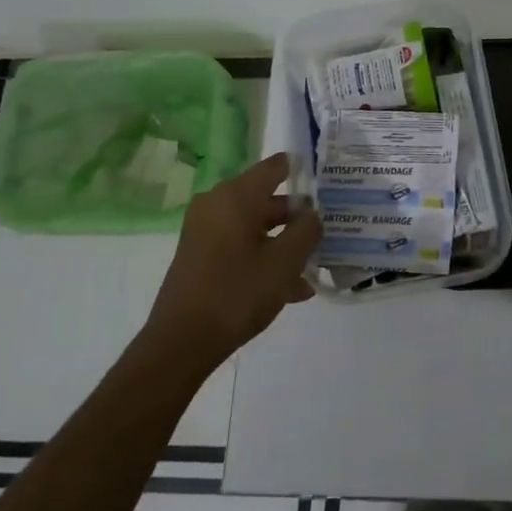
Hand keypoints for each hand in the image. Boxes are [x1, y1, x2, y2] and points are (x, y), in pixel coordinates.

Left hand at [147, 153, 320, 366]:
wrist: (182, 343)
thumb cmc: (238, 292)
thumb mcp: (286, 260)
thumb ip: (307, 229)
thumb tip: (311, 215)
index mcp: (235, 196)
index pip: (276, 167)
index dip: (303, 170)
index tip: (328, 183)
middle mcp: (216, 205)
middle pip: (267, 200)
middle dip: (298, 217)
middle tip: (329, 230)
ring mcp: (205, 232)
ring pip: (256, 228)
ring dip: (285, 244)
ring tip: (314, 267)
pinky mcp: (201, 257)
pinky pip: (241, 247)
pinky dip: (265, 259)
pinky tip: (291, 289)